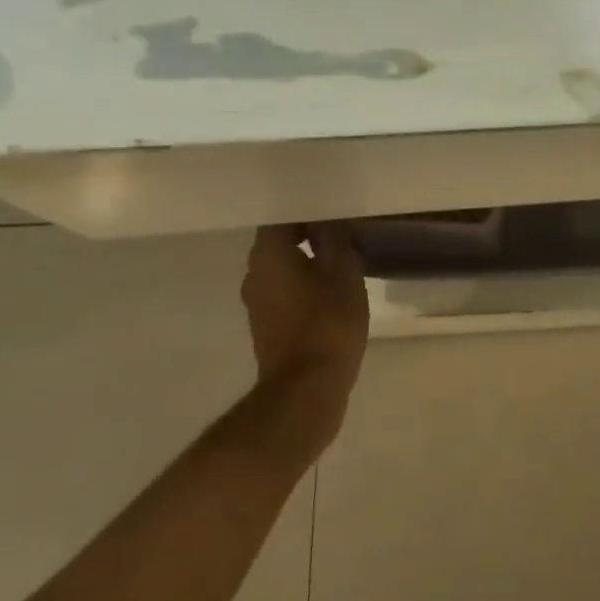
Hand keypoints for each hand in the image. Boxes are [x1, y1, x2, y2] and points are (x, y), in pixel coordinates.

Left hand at [238, 224, 370, 463]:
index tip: (335, 211)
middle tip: (345, 234)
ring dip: (309, 263)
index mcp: (268, 255)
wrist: (307, 390)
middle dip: (310, 235)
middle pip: (280, 242)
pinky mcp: (267, 327)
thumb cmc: (327, 324)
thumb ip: (336, 239)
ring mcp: (257, 303)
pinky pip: (286, 293)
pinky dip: (306, 287)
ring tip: (344, 262)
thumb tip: (329, 220)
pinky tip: (333, 293)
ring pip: (284, 269)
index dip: (308, 210)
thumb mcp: (344, 273)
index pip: (282, 217)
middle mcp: (254, 274)